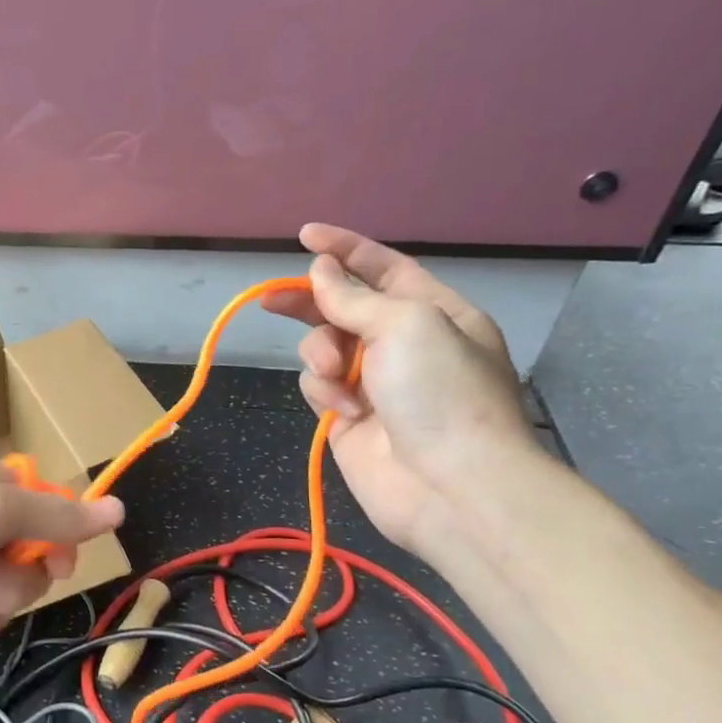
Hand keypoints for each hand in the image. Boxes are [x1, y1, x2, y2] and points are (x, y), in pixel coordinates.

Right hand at [261, 225, 541, 553]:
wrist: (450, 486)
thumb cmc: (441, 392)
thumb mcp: (406, 325)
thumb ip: (353, 297)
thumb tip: (320, 271)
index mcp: (433, 313)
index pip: (384, 268)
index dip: (346, 249)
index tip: (305, 236)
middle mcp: (403, 343)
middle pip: (344, 307)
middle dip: (311, 301)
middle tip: (271, 300)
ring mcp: (374, 381)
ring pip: (323, 347)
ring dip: (321, 354)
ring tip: (336, 374)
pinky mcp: (347, 415)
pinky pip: (318, 385)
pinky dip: (323, 391)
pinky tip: (343, 409)